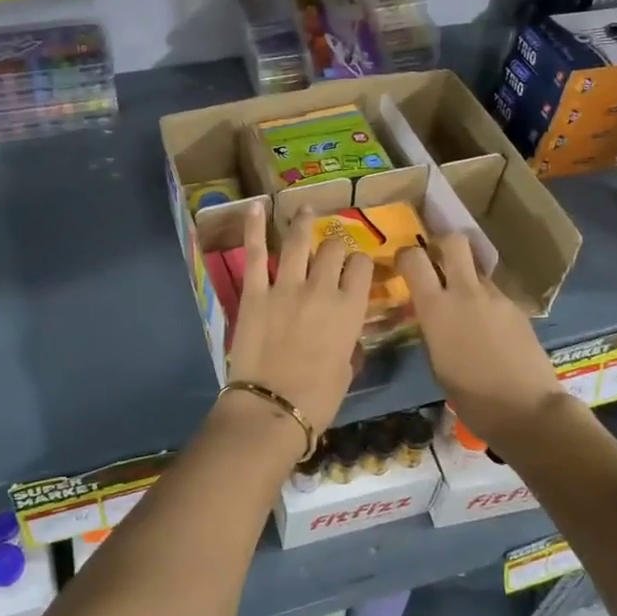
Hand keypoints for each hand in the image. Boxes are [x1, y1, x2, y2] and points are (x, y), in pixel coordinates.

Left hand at [225, 205, 370, 436]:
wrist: (272, 408)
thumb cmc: (317, 399)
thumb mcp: (346, 370)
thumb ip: (348, 343)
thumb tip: (345, 335)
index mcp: (350, 309)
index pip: (361, 267)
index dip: (359, 263)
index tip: (355, 266)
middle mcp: (322, 288)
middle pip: (334, 249)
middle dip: (335, 245)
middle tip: (330, 248)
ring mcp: (286, 286)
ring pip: (299, 241)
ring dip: (303, 222)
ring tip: (306, 209)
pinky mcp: (255, 292)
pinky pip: (256, 253)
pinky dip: (255, 227)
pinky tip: (257, 206)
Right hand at [396, 234, 566, 449]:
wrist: (526, 409)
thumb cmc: (470, 396)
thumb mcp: (436, 361)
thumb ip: (432, 327)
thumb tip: (432, 314)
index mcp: (436, 307)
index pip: (414, 258)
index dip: (406, 255)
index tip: (404, 265)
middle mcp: (466, 292)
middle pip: (454, 242)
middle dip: (442, 244)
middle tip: (437, 261)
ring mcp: (496, 297)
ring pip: (477, 271)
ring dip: (467, 279)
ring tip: (466, 308)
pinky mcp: (518, 308)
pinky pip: (494, 295)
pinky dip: (486, 303)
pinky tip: (489, 330)